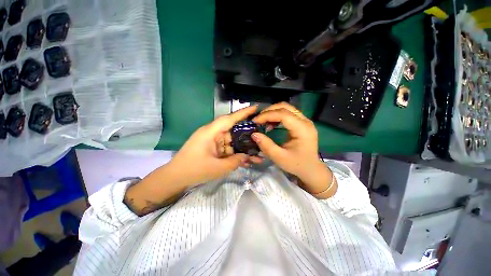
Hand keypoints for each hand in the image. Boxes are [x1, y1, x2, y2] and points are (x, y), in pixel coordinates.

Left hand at [168, 105, 260, 186]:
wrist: (175, 178)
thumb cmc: (194, 170)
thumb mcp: (218, 167)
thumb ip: (235, 161)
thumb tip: (247, 156)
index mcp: (210, 132)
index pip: (229, 119)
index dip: (243, 113)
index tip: (255, 108)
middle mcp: (212, 133)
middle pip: (233, 130)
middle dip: (247, 134)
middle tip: (260, 135)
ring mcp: (212, 141)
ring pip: (231, 141)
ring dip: (242, 148)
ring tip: (256, 153)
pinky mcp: (212, 148)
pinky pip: (226, 148)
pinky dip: (234, 153)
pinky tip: (245, 160)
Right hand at [251, 102, 335, 196]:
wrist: (311, 169)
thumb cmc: (297, 164)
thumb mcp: (279, 157)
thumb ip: (266, 145)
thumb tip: (254, 134)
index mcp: (302, 129)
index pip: (283, 114)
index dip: (267, 115)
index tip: (255, 121)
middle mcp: (305, 121)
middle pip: (285, 107)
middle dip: (269, 111)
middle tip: (258, 120)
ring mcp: (305, 121)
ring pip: (286, 108)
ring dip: (273, 112)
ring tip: (263, 122)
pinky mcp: (302, 123)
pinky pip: (288, 114)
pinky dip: (277, 116)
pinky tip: (271, 125)